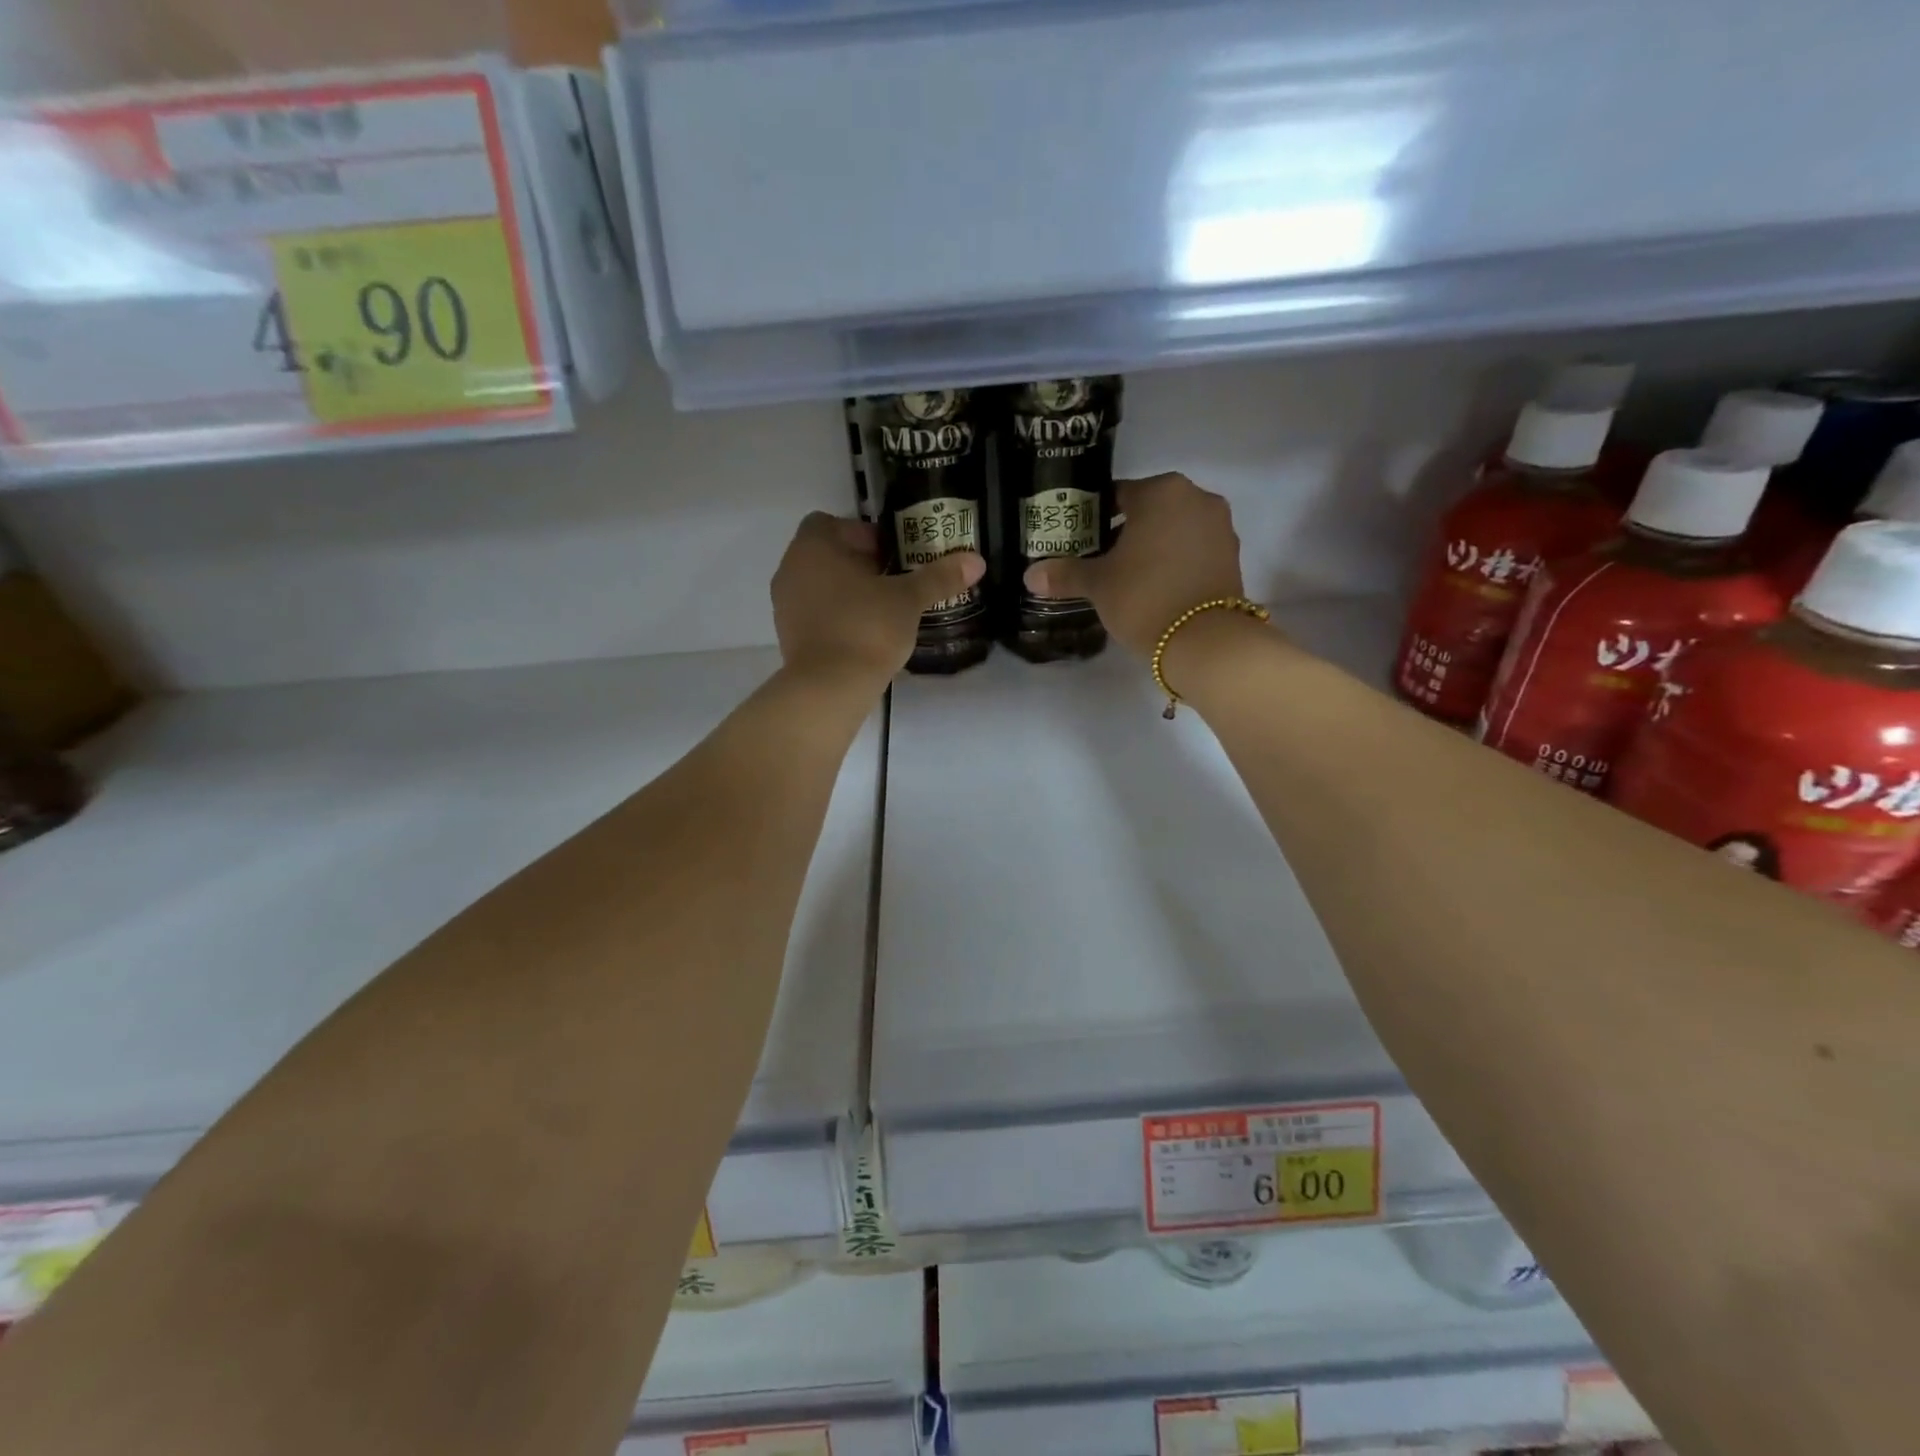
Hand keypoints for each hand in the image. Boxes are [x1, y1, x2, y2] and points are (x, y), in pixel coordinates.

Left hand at [772, 513, 984, 690]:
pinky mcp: (788, 636)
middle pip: (824, 554)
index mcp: (813, 547)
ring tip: (881, 609)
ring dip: (846, 590)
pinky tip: (863, 634)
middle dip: (857, 563)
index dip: (861, 534)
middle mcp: (791, 569)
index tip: (889, 555)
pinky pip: (814, 613)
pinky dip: (835, 616)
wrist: (830, 687)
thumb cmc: (867, 628)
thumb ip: (939, 577)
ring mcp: (784, 605)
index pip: (830, 523)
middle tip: (892, 581)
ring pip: (818, 585)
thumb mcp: (908, 600)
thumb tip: (976, 560)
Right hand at [1023, 473, 1246, 657]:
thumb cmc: (1144, 597)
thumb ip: (1065, 574)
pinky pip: (1194, 549)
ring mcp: (1220, 526)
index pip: (1118, 495)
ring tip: (1129, 576)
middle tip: (1101, 560)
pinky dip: (1176, 561)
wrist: (1204, 640)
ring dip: (1154, 546)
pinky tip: (1157, 586)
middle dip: (1126, 531)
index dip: (1095, 518)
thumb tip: (1030, 575)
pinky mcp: (1232, 555)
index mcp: (1161, 491)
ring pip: (1175, 529)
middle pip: (1150, 510)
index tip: (1082, 541)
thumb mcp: (1098, 585)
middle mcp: (1196, 498)